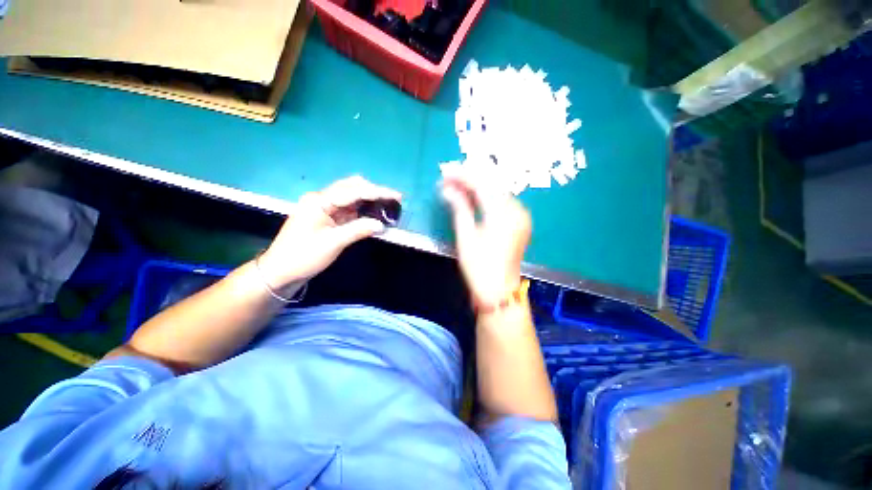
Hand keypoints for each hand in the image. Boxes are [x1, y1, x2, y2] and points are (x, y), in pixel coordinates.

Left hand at [259, 176, 401, 290]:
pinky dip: (363, 211)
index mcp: (319, 201)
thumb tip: (381, 224)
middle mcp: (321, 199)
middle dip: (373, 191)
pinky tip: (374, 213)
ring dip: (369, 200)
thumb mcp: (333, 243)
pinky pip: (349, 209)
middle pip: (352, 187)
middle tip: (393, 199)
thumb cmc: (303, 256)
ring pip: (351, 197)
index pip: (353, 191)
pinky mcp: (327, 217)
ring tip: (388, 205)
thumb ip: (358, 230)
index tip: (396, 196)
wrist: (281, 271)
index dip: (377, 192)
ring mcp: (324, 207)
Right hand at [440, 166, 530, 307]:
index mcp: (503, 214)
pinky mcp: (519, 222)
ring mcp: (521, 216)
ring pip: (497, 192)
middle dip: (469, 178)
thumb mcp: (466, 236)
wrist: (499, 291)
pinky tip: (472, 195)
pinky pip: (501, 202)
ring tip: (456, 184)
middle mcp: (517, 210)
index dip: (462, 176)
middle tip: (448, 176)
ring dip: (477, 186)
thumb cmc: (480, 267)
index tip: (445, 171)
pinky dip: (486, 197)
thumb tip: (447, 189)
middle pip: (491, 185)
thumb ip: (459, 208)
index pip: (482, 185)